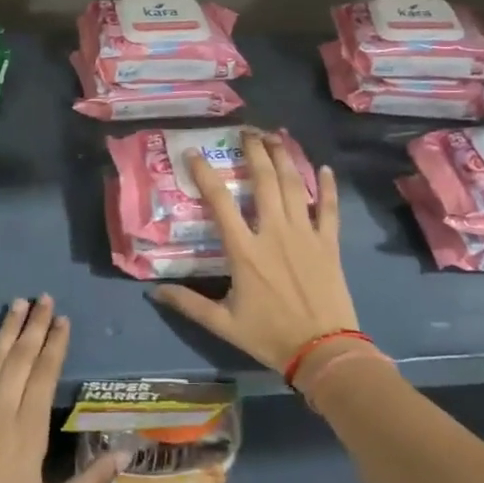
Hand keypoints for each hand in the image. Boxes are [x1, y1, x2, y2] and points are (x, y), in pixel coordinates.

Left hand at [0, 296, 122, 482]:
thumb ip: (88, 481)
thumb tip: (125, 453)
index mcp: (29, 431)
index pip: (45, 374)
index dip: (55, 344)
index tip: (63, 320)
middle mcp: (1, 411)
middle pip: (21, 358)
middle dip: (34, 326)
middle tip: (44, 298)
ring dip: (6, 330)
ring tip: (18, 304)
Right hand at [149, 130, 358, 371]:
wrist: (323, 351)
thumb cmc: (270, 336)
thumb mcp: (223, 323)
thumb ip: (189, 304)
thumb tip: (154, 292)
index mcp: (244, 250)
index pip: (219, 201)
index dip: (204, 173)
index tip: (193, 153)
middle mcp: (273, 232)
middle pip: (263, 181)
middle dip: (253, 151)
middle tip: (246, 131)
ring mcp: (305, 234)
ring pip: (294, 186)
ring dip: (284, 157)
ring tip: (276, 136)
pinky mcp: (329, 243)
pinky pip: (329, 208)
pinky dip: (327, 187)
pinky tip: (325, 168)